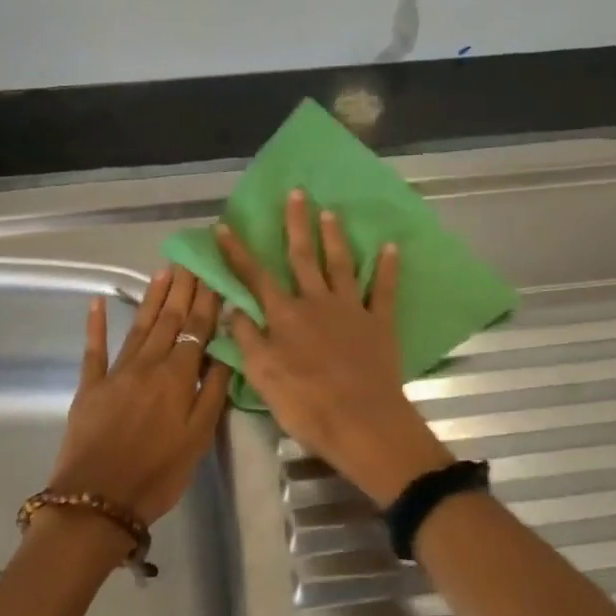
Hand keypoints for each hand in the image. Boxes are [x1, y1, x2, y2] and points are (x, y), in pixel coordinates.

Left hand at [48, 267, 231, 525]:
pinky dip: (97, 325)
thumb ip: (213, 392)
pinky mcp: (90, 386)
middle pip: (169, 320)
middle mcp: (148, 365)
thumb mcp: (198, 438)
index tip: (212, 272)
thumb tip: (225, 351)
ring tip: (164, 272)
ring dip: (152, 298)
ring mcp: (116, 373)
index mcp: (177, 377)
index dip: (206, 300)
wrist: (97, 501)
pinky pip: (94, 349)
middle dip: (182, 289)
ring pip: (139, 326)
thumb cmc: (158, 474)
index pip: (197, 329)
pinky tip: (99, 302)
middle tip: (190, 260)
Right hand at [218, 190, 452, 506]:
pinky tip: (391, 247)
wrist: (361, 422)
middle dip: (296, 224)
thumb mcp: (263, 376)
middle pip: (303, 257)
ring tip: (330, 211)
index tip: (224, 226)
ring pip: (340, 264)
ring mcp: (350, 309)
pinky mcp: (379, 323)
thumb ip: (248, 339)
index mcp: (285, 316)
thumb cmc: (306, 404)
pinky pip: (383, 290)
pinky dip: (387, 268)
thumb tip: (234, 308)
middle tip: (296, 193)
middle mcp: (316, 302)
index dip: (238, 252)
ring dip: (334, 237)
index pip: (255, 277)